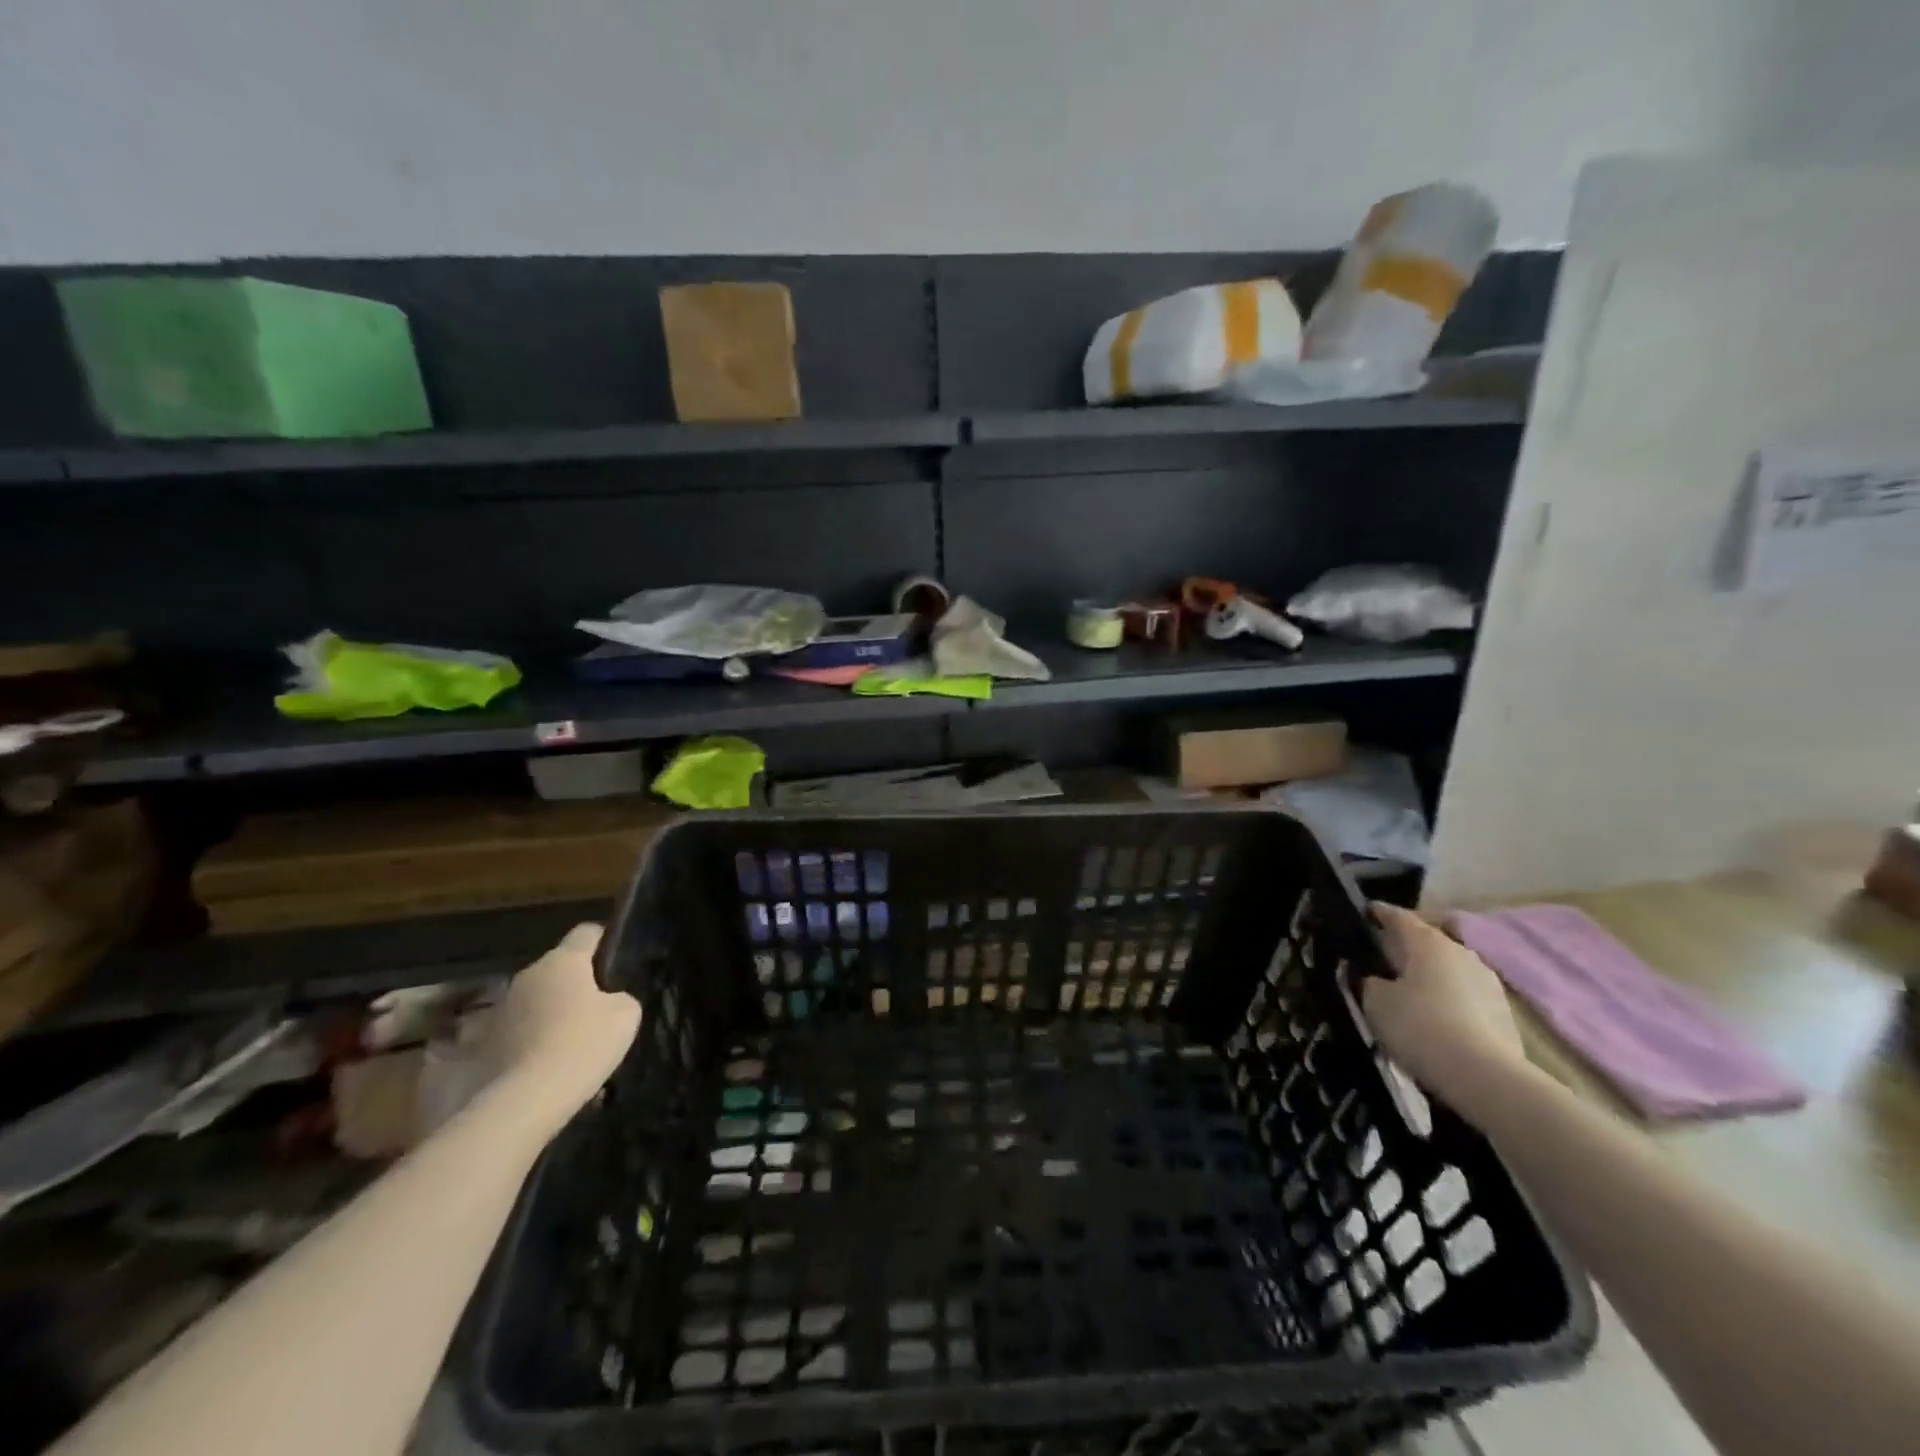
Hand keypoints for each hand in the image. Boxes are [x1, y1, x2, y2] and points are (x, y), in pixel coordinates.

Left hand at [489, 924, 640, 1128]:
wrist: (525, 1101)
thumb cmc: (583, 1045)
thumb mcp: (626, 1015)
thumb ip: (619, 997)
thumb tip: (607, 1000)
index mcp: (563, 961)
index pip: (586, 932)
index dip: (603, 940)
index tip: (615, 957)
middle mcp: (528, 975)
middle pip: (557, 968)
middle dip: (574, 982)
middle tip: (595, 1008)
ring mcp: (500, 1008)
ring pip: (533, 999)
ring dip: (547, 1011)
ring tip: (566, 1040)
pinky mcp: (482, 1041)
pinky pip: (515, 1029)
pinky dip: (527, 1038)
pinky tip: (542, 1060)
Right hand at [1362, 902, 1527, 1114]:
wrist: (1486, 1078)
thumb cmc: (1420, 1027)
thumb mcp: (1375, 1002)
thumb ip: (1368, 982)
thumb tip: (1373, 979)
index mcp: (1426, 941)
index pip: (1397, 916)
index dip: (1377, 913)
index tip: (1363, 913)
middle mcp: (1460, 951)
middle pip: (1427, 940)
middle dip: (1405, 946)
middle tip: (1381, 957)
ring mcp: (1487, 981)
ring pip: (1448, 968)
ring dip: (1429, 974)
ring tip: (1408, 991)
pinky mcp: (1502, 1012)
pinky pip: (1465, 994)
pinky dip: (1447, 998)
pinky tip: (1434, 1018)